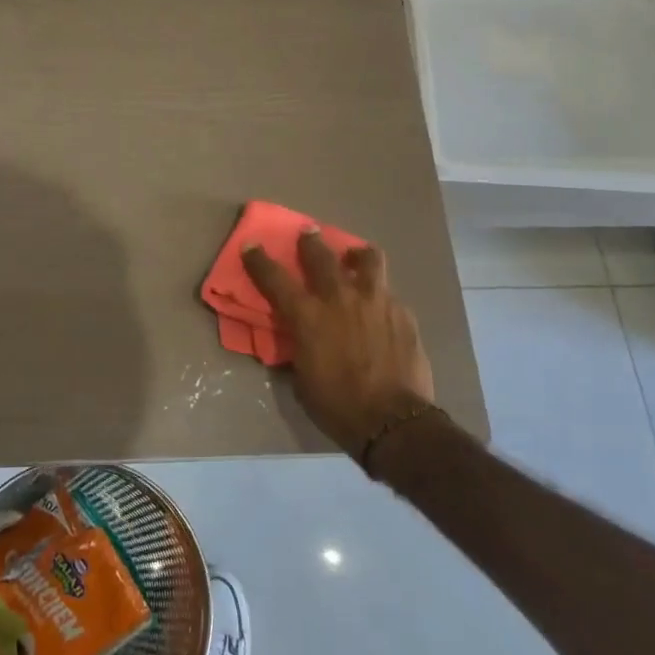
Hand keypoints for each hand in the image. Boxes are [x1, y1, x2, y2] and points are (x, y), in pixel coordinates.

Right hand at [242, 228, 435, 457]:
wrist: (393, 421)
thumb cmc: (337, 406)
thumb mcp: (302, 377)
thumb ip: (299, 346)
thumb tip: (299, 337)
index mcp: (308, 316)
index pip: (275, 278)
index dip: (259, 260)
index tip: (251, 245)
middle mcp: (340, 298)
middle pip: (321, 255)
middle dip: (310, 241)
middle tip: (308, 233)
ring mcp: (376, 301)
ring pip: (368, 259)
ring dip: (356, 254)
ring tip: (354, 257)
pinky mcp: (402, 312)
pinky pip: (388, 292)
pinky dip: (379, 294)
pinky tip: (380, 309)